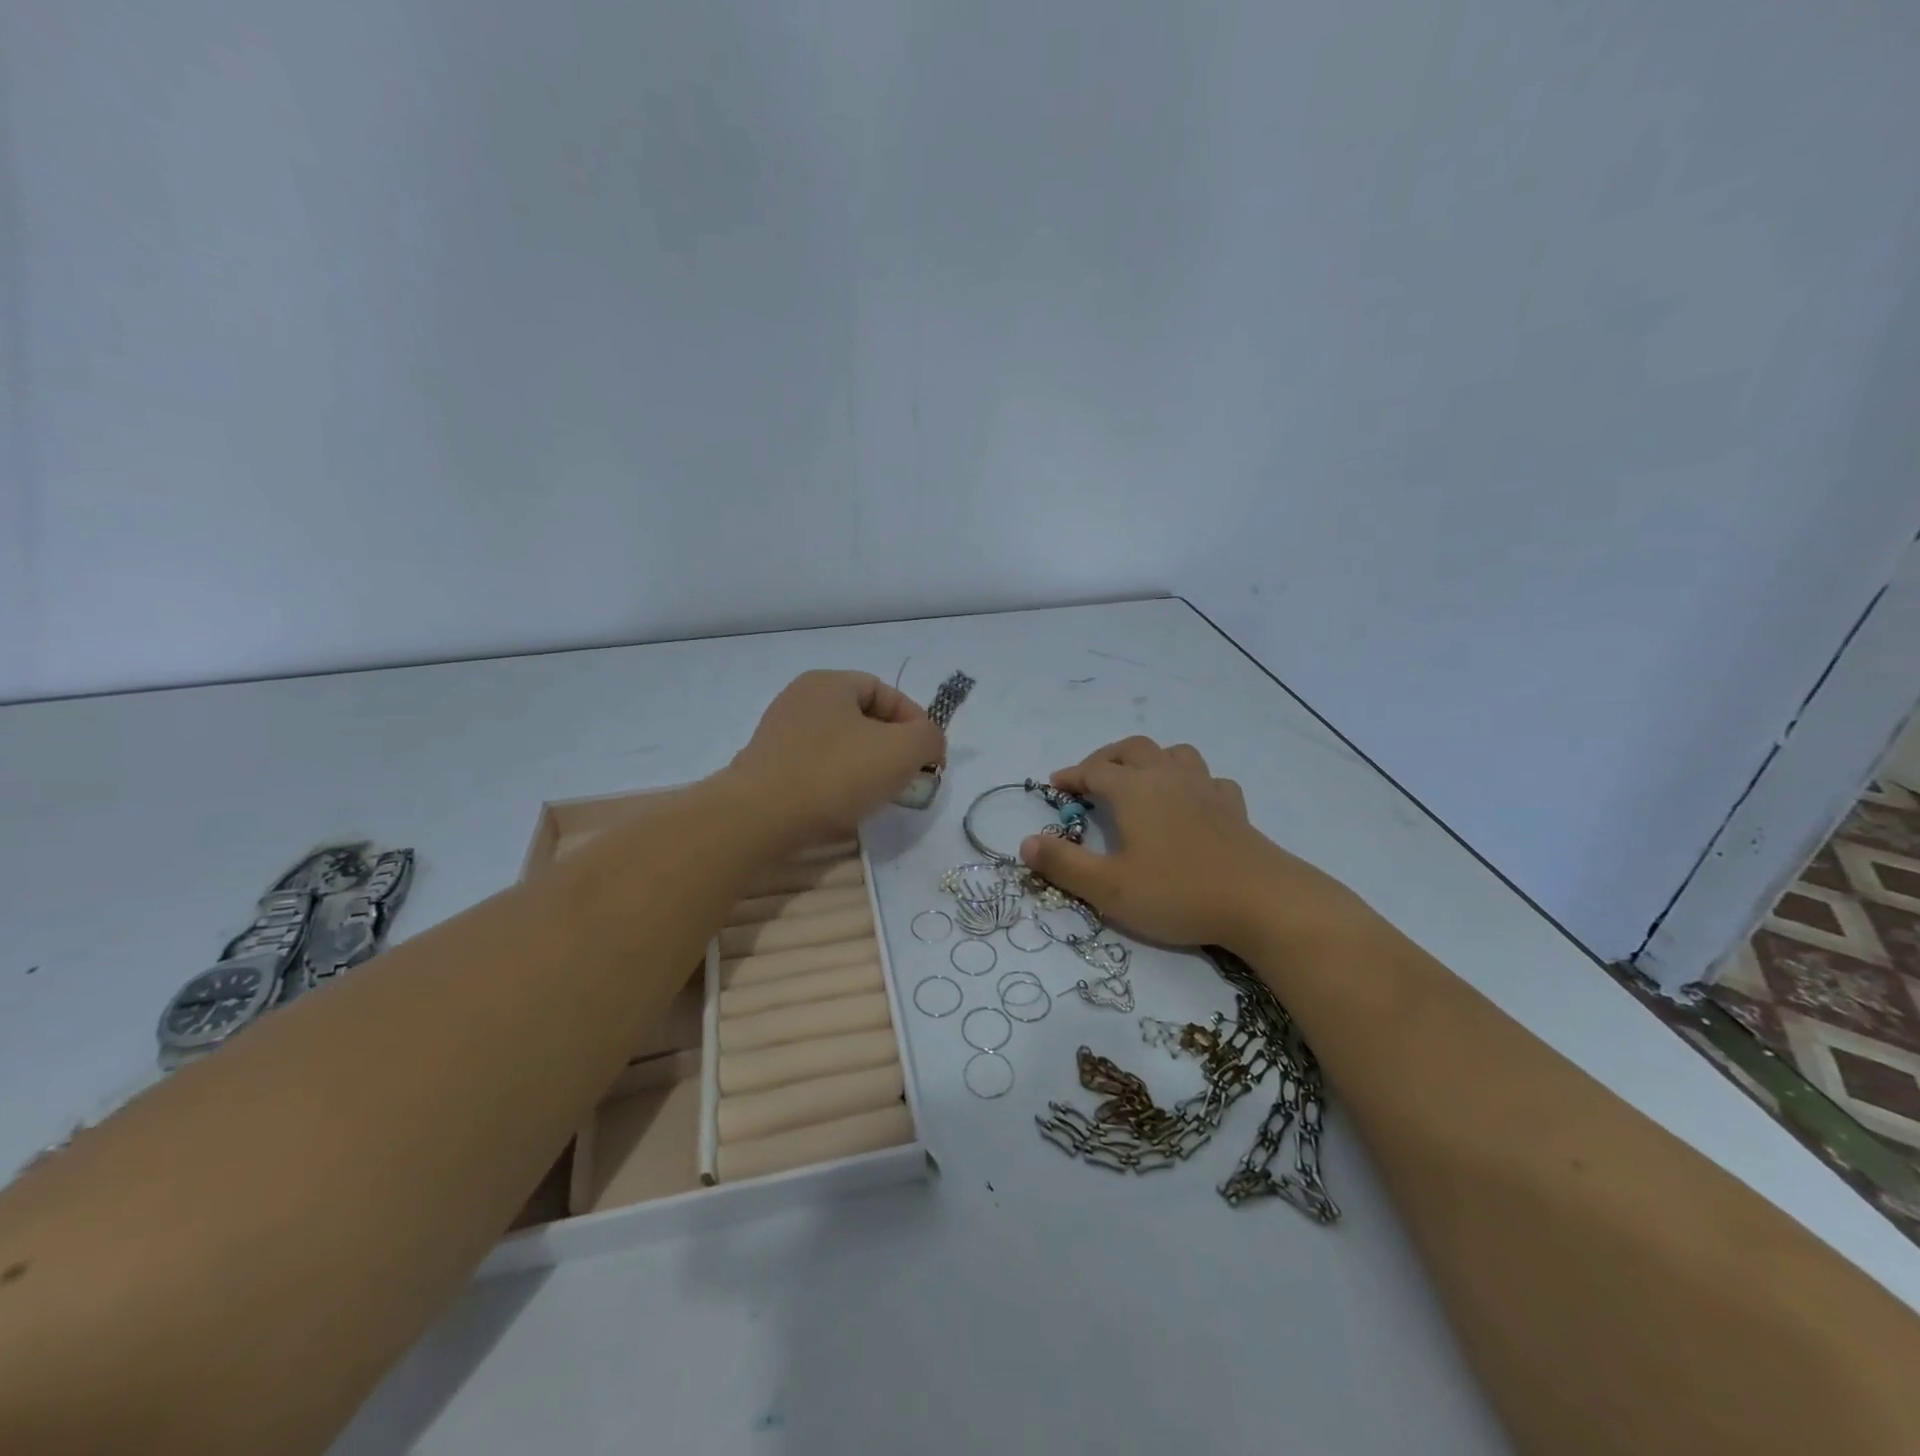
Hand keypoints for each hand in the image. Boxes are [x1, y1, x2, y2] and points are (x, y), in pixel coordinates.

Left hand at [727, 671, 945, 842]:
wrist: (759, 818)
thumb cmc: (835, 774)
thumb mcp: (903, 750)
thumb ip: (929, 737)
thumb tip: (927, 743)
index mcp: (829, 683)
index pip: (886, 692)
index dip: (916, 722)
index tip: (930, 758)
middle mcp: (800, 700)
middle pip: (863, 719)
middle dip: (893, 748)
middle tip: (909, 778)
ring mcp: (779, 734)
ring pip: (841, 746)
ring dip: (867, 768)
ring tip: (880, 796)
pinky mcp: (768, 768)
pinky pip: (816, 769)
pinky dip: (838, 784)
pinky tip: (845, 807)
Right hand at [1018, 736, 1361, 954]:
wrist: (1262, 902)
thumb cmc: (1178, 892)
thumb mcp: (1108, 888)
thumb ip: (1063, 864)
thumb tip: (1025, 842)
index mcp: (1133, 791)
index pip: (1093, 771)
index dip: (1071, 776)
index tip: (1054, 785)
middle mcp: (1167, 778)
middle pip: (1132, 750)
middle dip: (1106, 759)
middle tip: (1091, 779)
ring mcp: (1205, 789)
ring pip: (1174, 754)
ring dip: (1150, 760)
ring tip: (1140, 780)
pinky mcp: (1233, 808)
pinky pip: (1209, 780)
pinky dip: (1192, 782)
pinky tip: (1192, 801)